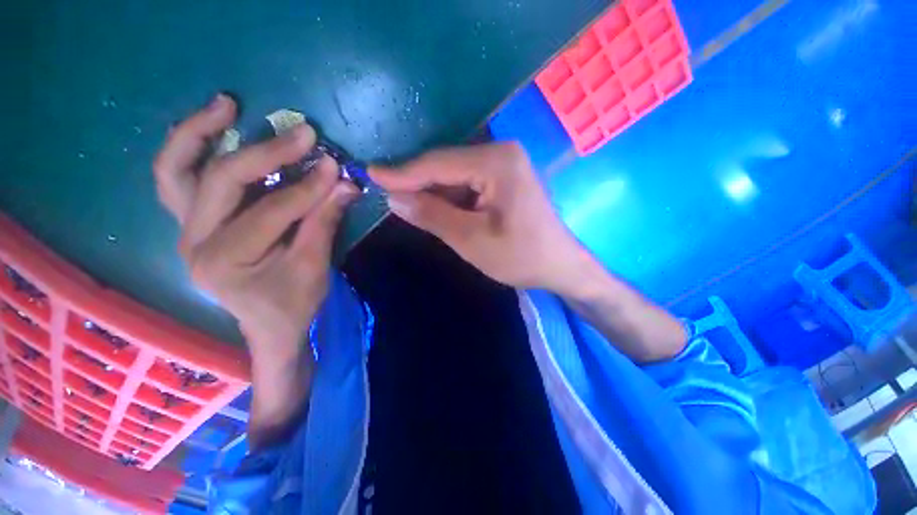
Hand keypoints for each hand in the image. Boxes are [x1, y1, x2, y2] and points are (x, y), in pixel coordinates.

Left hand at [153, 94, 358, 352]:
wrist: (270, 326)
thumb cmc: (294, 304)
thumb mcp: (315, 267)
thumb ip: (326, 221)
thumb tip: (346, 183)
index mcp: (225, 262)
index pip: (270, 212)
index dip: (307, 188)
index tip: (335, 166)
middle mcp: (193, 242)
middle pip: (219, 181)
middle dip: (265, 153)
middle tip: (301, 133)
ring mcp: (187, 231)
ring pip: (175, 172)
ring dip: (198, 133)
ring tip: (226, 104)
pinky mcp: (194, 224)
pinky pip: (180, 179)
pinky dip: (192, 150)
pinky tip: (213, 128)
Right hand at [369, 143, 590, 292]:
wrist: (559, 265)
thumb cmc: (520, 256)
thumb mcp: (471, 240)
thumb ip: (432, 215)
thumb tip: (394, 197)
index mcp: (496, 162)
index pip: (438, 163)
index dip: (402, 172)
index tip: (370, 174)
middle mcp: (501, 152)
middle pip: (446, 165)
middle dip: (417, 182)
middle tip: (384, 193)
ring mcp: (505, 163)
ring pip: (455, 174)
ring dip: (432, 191)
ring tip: (406, 204)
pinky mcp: (505, 177)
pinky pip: (468, 182)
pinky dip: (450, 196)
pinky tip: (436, 208)